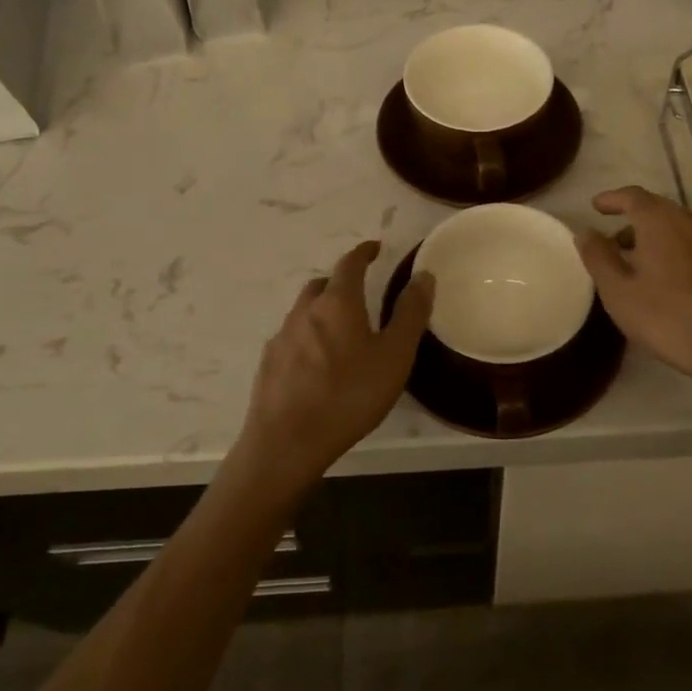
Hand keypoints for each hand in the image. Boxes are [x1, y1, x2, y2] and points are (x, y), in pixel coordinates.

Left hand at [228, 241, 433, 498]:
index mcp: (337, 303)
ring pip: (304, 311)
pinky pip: (292, 339)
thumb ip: (410, 314)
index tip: (375, 248)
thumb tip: (423, 275)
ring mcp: (281, 338)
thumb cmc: (349, 395)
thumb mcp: (394, 356)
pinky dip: (308, 338)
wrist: (287, 442)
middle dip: (342, 282)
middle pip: (323, 285)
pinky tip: (317, 364)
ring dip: (323, 311)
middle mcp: (305, 311)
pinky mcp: (269, 365)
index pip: (350, 264)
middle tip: (361, 294)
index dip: (364, 252)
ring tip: (342, 332)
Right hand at [576, 186, 691, 406]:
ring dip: (670, 242)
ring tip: (657, 269)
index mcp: (661, 223)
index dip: (613, 199)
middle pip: (663, 212)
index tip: (598, 207)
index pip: (633, 196)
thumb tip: (585, 231)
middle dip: (639, 225)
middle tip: (621, 247)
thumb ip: (599, 258)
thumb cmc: (671, 320)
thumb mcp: (619, 294)